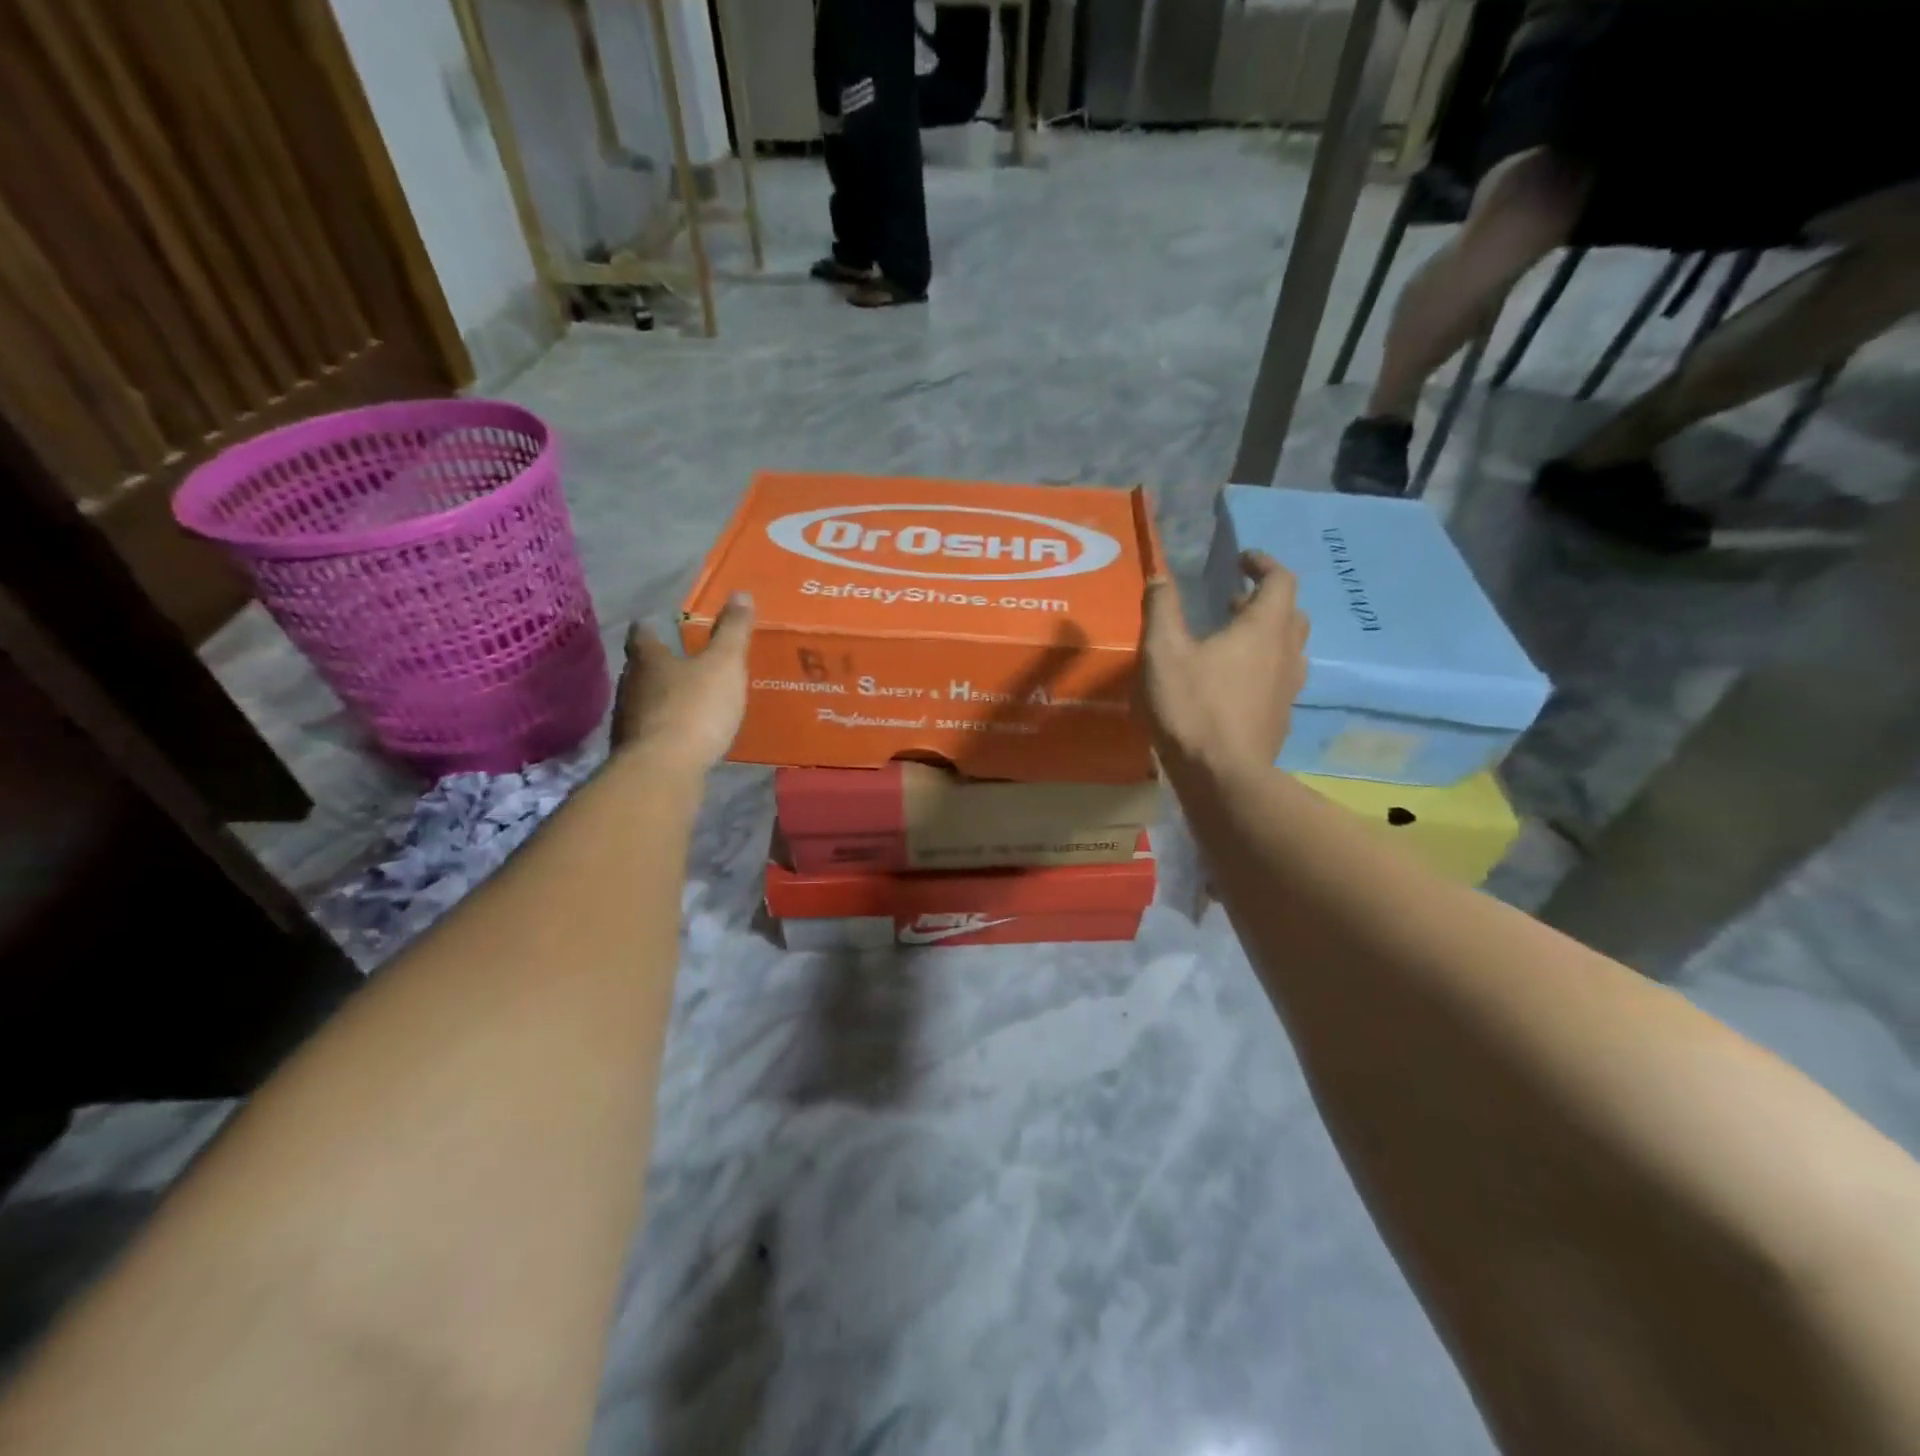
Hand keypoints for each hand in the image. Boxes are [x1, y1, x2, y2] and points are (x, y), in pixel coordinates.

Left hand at [611, 593, 753, 769]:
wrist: (664, 770)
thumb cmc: (695, 709)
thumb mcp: (724, 665)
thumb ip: (733, 632)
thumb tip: (740, 593)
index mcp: (649, 660)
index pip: (641, 635)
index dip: (648, 628)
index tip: (653, 623)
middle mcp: (631, 686)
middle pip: (639, 669)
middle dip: (656, 665)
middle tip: (677, 661)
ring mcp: (628, 721)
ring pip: (642, 701)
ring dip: (659, 698)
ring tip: (683, 699)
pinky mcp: (635, 753)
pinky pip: (650, 732)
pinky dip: (664, 728)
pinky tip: (681, 736)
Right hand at [1138, 551, 1308, 773]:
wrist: (1223, 776)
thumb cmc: (1192, 706)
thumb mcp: (1163, 652)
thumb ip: (1161, 609)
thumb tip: (1160, 576)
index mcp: (1264, 628)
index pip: (1280, 580)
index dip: (1262, 564)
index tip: (1241, 560)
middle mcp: (1287, 653)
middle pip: (1290, 614)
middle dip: (1264, 600)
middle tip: (1233, 602)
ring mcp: (1288, 689)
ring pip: (1289, 649)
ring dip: (1266, 636)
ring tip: (1232, 642)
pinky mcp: (1280, 718)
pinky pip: (1279, 680)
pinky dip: (1262, 668)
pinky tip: (1232, 685)